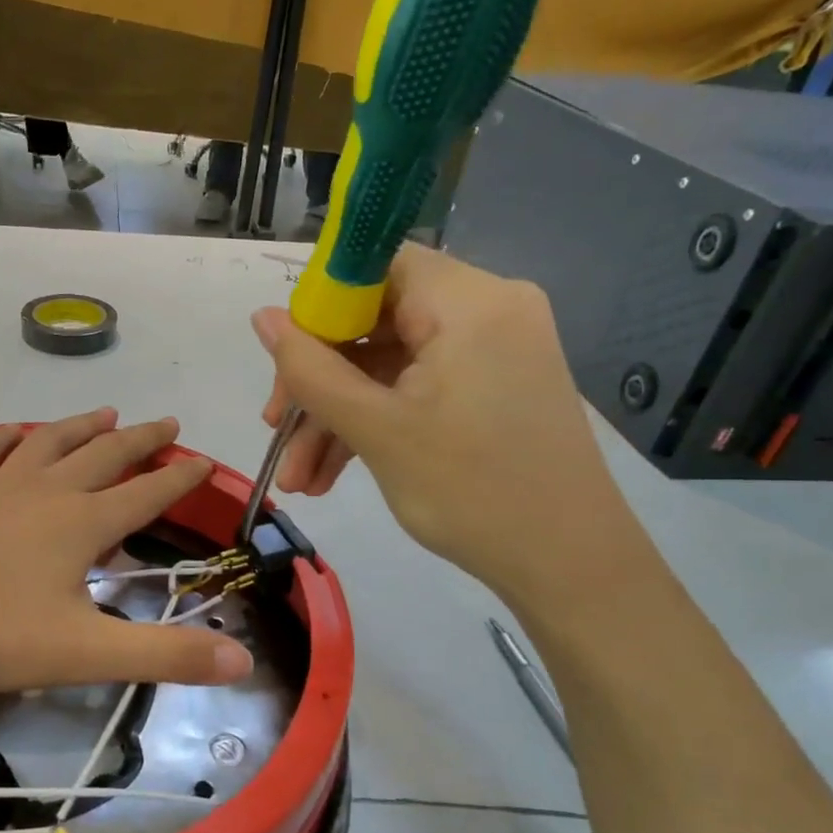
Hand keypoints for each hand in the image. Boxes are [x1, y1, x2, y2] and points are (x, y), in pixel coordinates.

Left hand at [0, 410, 253, 691]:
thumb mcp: (83, 652)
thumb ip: (163, 656)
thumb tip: (243, 659)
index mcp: (81, 524)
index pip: (146, 493)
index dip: (179, 479)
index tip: (204, 462)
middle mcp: (44, 493)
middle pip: (104, 455)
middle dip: (140, 440)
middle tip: (166, 422)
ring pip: (49, 444)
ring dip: (81, 427)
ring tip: (105, 411)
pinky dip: (5, 439)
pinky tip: (11, 432)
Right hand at [252, 245, 649, 610]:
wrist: (570, 566)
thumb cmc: (471, 491)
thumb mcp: (376, 429)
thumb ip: (311, 370)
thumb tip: (262, 317)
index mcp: (468, 300)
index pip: (374, 265)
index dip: (319, 307)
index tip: (284, 363)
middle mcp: (487, 309)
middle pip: (375, 321)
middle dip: (318, 382)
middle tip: (277, 432)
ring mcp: (494, 351)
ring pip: (389, 364)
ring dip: (338, 416)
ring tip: (299, 480)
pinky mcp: (493, 387)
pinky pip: (417, 388)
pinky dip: (376, 424)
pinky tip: (332, 476)